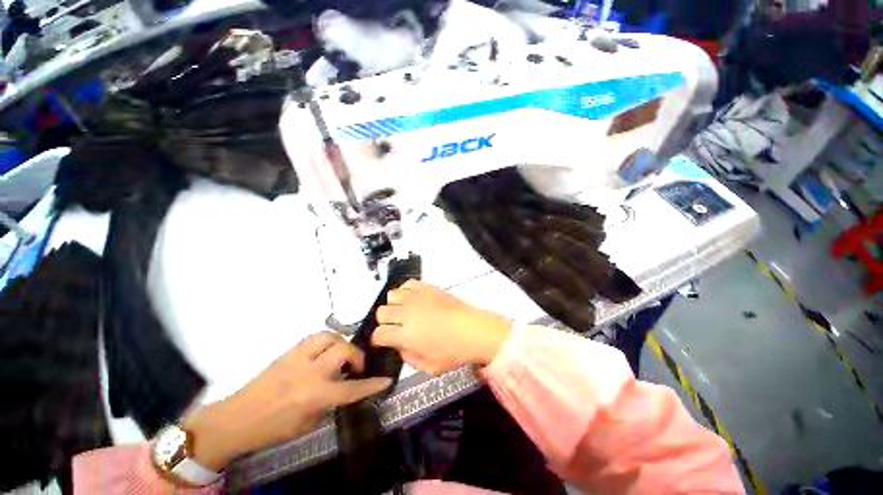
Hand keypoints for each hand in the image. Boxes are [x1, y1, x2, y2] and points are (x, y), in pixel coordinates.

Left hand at [184, 333, 391, 470]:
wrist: (236, 419)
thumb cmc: (272, 428)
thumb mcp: (307, 423)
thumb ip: (329, 403)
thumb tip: (344, 388)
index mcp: (314, 395)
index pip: (351, 388)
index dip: (371, 385)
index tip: (386, 380)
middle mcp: (309, 371)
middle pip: (343, 350)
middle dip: (357, 356)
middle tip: (356, 367)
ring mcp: (298, 358)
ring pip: (329, 336)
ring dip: (341, 343)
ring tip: (342, 354)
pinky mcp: (289, 351)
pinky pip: (315, 338)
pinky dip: (327, 341)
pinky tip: (325, 351)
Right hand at [372, 281, 512, 374]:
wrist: (474, 330)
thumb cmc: (454, 352)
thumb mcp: (428, 367)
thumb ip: (407, 357)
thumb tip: (398, 345)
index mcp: (405, 335)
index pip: (378, 334)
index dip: (378, 339)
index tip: (384, 341)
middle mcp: (407, 313)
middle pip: (382, 312)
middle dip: (385, 322)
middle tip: (397, 327)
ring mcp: (417, 297)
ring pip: (392, 295)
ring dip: (395, 305)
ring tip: (405, 311)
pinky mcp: (427, 287)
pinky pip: (408, 284)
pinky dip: (407, 291)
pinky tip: (414, 299)